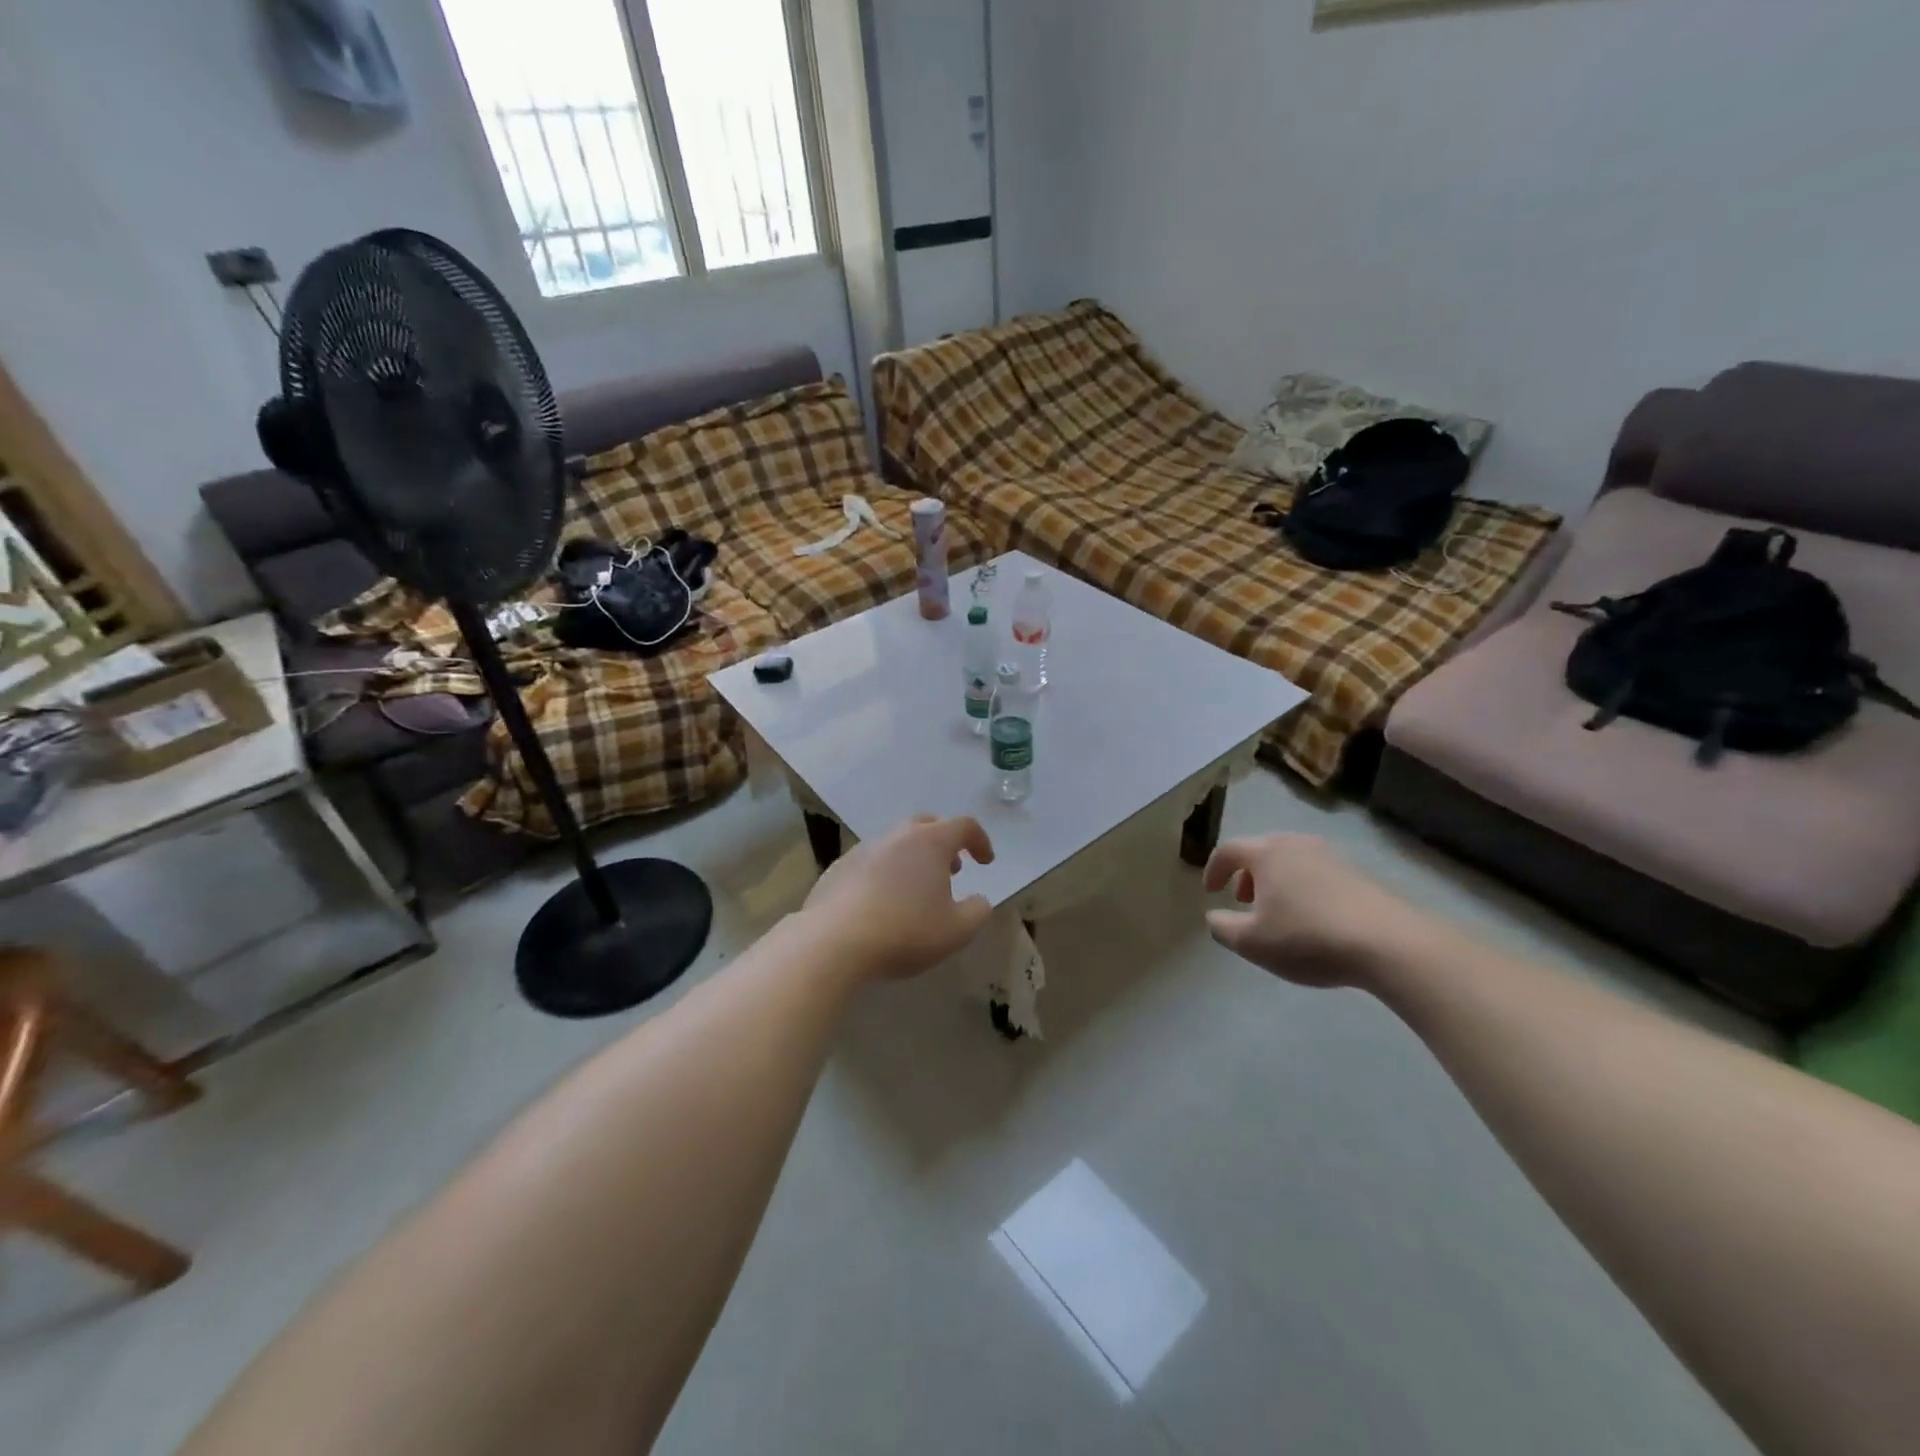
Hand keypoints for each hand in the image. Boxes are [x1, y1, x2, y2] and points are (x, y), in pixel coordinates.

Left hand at [802, 815, 996, 981]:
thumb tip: (980, 900)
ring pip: (896, 842)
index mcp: (930, 842)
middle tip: (952, 869)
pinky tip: (883, 902)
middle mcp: (897, 836)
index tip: (985, 862)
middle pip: (927, 825)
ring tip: (917, 889)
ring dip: (913, 858)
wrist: (833, 941)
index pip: (964, 826)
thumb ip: (977, 912)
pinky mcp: (838, 867)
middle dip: (944, 843)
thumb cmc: (905, 931)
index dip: (980, 841)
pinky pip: (871, 861)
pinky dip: (885, 873)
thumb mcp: (956, 931)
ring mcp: (863, 848)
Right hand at [1203, 835, 1440, 989]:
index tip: (1211, 890)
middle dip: (1246, 873)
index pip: (1229, 850)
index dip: (1214, 869)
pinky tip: (1313, 918)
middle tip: (1243, 900)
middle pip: (1262, 850)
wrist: (1389, 943)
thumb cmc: (1308, 937)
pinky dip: (1304, 887)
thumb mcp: (1252, 942)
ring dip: (1277, 880)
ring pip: (1292, 860)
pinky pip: (1318, 872)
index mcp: (1267, 853)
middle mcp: (1297, 845)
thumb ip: (1223, 928)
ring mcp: (1332, 856)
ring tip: (1278, 911)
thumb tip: (1214, 916)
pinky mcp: (1359, 874)